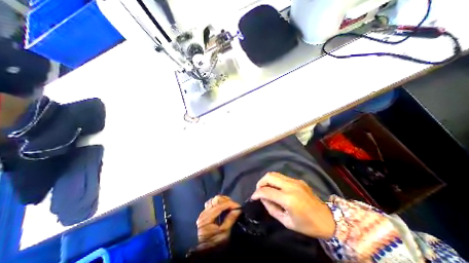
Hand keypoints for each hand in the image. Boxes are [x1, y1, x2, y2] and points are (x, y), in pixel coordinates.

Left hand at [197, 196, 240, 249]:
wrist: (204, 252)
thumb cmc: (214, 244)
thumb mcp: (224, 233)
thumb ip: (230, 220)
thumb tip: (237, 210)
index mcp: (207, 218)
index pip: (220, 205)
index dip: (230, 203)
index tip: (238, 206)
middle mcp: (204, 213)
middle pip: (216, 199)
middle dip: (227, 201)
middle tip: (234, 206)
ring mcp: (203, 212)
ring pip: (214, 200)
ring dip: (223, 201)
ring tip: (230, 206)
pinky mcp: (205, 213)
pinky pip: (212, 203)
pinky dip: (219, 203)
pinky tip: (224, 207)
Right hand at [251, 172, 335, 238]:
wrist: (328, 219)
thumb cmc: (307, 225)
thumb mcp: (286, 222)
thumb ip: (271, 209)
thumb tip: (263, 198)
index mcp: (288, 199)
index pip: (267, 191)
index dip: (257, 193)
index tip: (253, 197)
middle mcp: (291, 186)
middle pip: (269, 176)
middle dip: (260, 182)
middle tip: (259, 190)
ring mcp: (295, 181)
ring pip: (275, 174)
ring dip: (267, 180)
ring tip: (266, 188)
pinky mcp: (298, 180)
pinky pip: (282, 177)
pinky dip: (275, 181)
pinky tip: (277, 188)